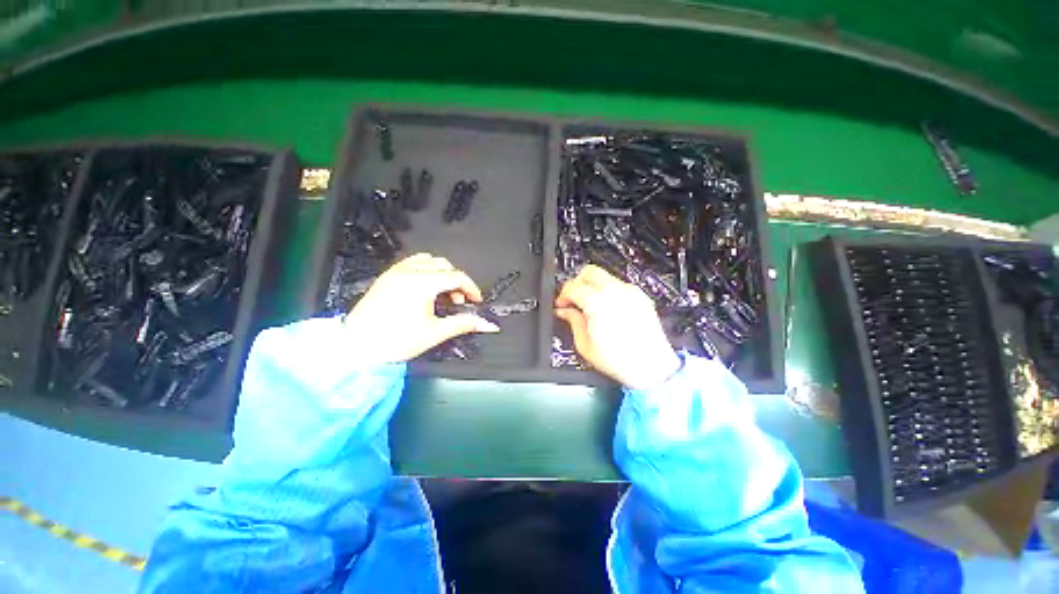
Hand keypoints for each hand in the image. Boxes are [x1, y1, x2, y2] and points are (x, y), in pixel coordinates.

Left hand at [344, 253, 499, 364]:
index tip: (476, 301)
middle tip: (458, 300)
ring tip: (442, 292)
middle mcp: (410, 271)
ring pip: (429, 260)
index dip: (471, 288)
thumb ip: (464, 323)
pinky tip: (425, 286)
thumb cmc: (396, 341)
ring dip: (442, 272)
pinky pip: (412, 262)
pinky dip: (425, 269)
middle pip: (445, 265)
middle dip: (457, 281)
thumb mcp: (435, 333)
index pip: (457, 277)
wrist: (356, 347)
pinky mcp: (387, 276)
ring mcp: (396, 271)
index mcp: (423, 283)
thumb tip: (488, 324)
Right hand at [555, 265, 679, 389]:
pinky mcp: (641, 297)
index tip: (561, 304)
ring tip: (590, 305)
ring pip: (605, 276)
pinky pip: (619, 285)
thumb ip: (573, 322)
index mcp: (597, 303)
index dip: (562, 295)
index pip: (572, 286)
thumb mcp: (585, 345)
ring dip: (593, 286)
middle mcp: (615, 292)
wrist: (651, 367)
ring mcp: (630, 292)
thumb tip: (565, 312)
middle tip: (574, 298)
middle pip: (589, 271)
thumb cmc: (622, 361)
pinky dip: (609, 291)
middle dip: (577, 282)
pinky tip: (607, 308)